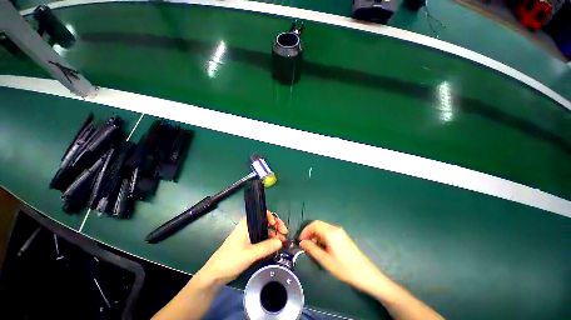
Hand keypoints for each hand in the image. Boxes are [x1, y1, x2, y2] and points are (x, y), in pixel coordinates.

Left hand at [197, 211, 287, 284]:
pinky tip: (274, 250)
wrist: (216, 275)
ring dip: (274, 238)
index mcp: (247, 223)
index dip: (273, 218)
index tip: (280, 228)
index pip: (263, 214)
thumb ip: (266, 247)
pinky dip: (269, 244)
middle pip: (266, 223)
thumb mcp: (250, 254)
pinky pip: (262, 241)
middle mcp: (249, 227)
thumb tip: (281, 241)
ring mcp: (250, 236)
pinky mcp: (250, 245)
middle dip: (276, 229)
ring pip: (265, 233)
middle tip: (284, 237)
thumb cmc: (231, 260)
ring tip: (281, 246)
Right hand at [299, 220, 384, 293]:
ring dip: (315, 235)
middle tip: (304, 244)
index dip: (305, 231)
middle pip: (318, 225)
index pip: (314, 225)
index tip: (300, 241)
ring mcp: (340, 232)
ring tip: (312, 247)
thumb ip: (312, 249)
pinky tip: (321, 247)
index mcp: (330, 232)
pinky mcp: (342, 237)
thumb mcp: (325, 260)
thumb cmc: (344, 268)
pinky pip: (329, 232)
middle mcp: (335, 229)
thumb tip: (302, 242)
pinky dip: (322, 237)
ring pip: (323, 228)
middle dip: (310, 232)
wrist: (366, 274)